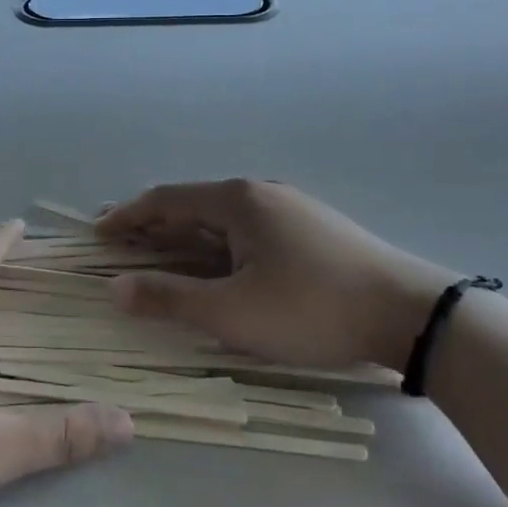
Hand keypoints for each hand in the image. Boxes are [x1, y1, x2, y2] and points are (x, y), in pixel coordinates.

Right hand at [96, 180, 456, 370]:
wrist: (410, 313)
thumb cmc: (311, 308)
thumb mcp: (233, 312)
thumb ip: (170, 299)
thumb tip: (116, 288)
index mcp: (237, 200)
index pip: (166, 200)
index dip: (127, 216)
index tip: (97, 234)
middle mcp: (260, 193)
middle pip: (193, 205)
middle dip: (154, 226)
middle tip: (120, 246)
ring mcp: (290, 209)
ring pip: (222, 220)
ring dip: (186, 239)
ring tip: (161, 259)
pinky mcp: (312, 231)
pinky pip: (247, 232)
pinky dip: (217, 247)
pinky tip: (219, 269)